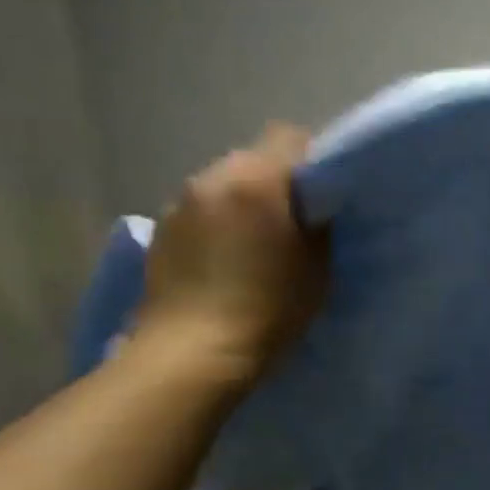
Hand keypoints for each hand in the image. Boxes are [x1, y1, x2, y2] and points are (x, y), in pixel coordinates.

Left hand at [135, 124, 329, 385]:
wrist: (195, 352)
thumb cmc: (271, 306)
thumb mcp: (318, 264)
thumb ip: (317, 221)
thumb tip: (314, 202)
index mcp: (255, 180)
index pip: (290, 138)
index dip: (314, 159)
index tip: (328, 193)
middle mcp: (211, 178)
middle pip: (255, 160)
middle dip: (278, 183)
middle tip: (299, 221)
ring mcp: (179, 203)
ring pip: (225, 185)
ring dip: (246, 203)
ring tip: (261, 244)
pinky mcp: (161, 232)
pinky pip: (202, 211)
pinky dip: (220, 224)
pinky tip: (229, 261)